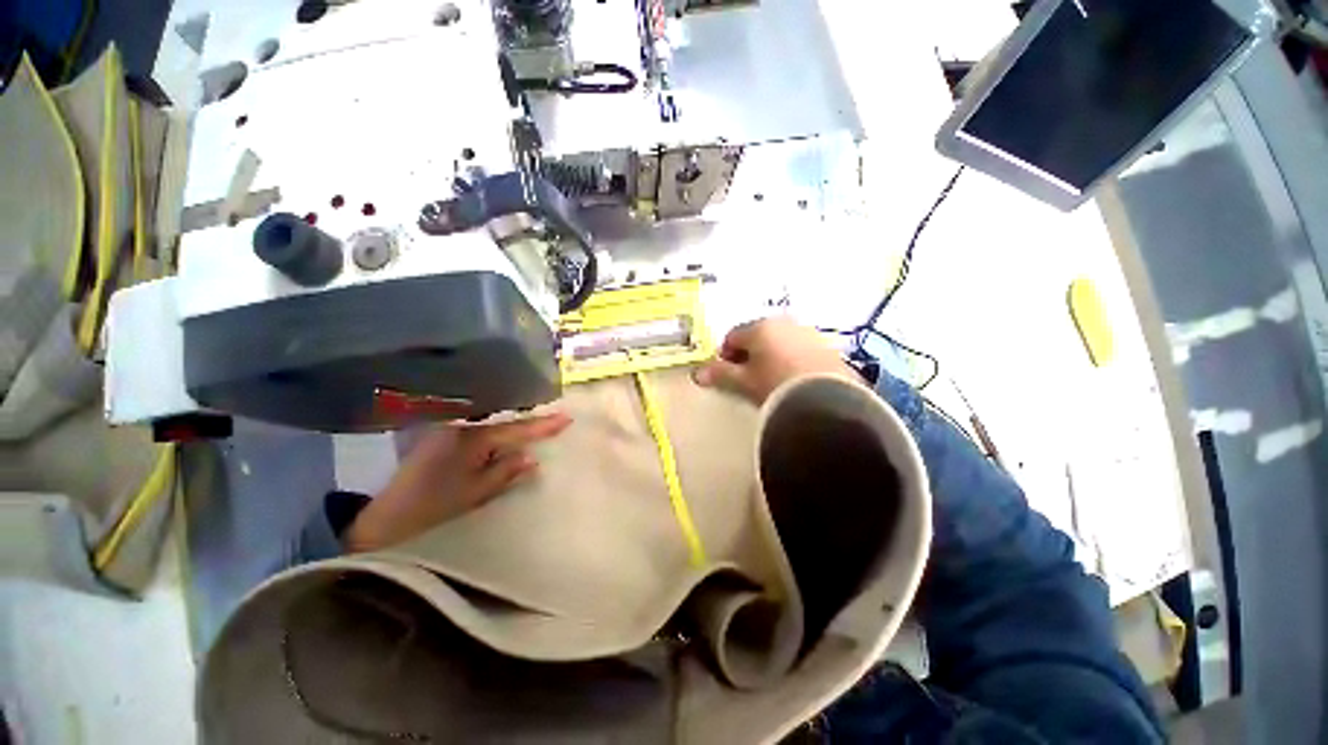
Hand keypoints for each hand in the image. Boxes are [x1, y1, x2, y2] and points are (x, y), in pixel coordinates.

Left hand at [343, 412, 572, 551]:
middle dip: (531, 422)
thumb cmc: (431, 509)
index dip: (543, 426)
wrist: (381, 521)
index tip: (568, 418)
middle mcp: (461, 429)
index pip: (516, 429)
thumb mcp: (474, 494)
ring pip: (493, 427)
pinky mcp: (443, 443)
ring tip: (540, 427)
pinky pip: (481, 434)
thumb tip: (532, 458)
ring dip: (515, 428)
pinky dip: (499, 436)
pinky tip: (509, 438)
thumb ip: (504, 473)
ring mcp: (450, 434)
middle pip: (505, 423)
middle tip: (557, 421)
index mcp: (472, 439)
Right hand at [693, 317, 858, 404]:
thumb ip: (720, 374)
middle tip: (748, 379)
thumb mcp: (744, 382)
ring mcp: (808, 333)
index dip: (725, 355)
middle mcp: (784, 323)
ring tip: (773, 382)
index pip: (732, 336)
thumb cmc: (775, 385)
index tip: (727, 375)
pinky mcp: (827, 347)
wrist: (827, 399)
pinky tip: (795, 381)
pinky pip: (801, 350)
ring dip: (772, 357)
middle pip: (757, 337)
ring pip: (781, 342)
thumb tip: (697, 374)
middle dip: (749, 355)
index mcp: (760, 327)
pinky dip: (793, 361)